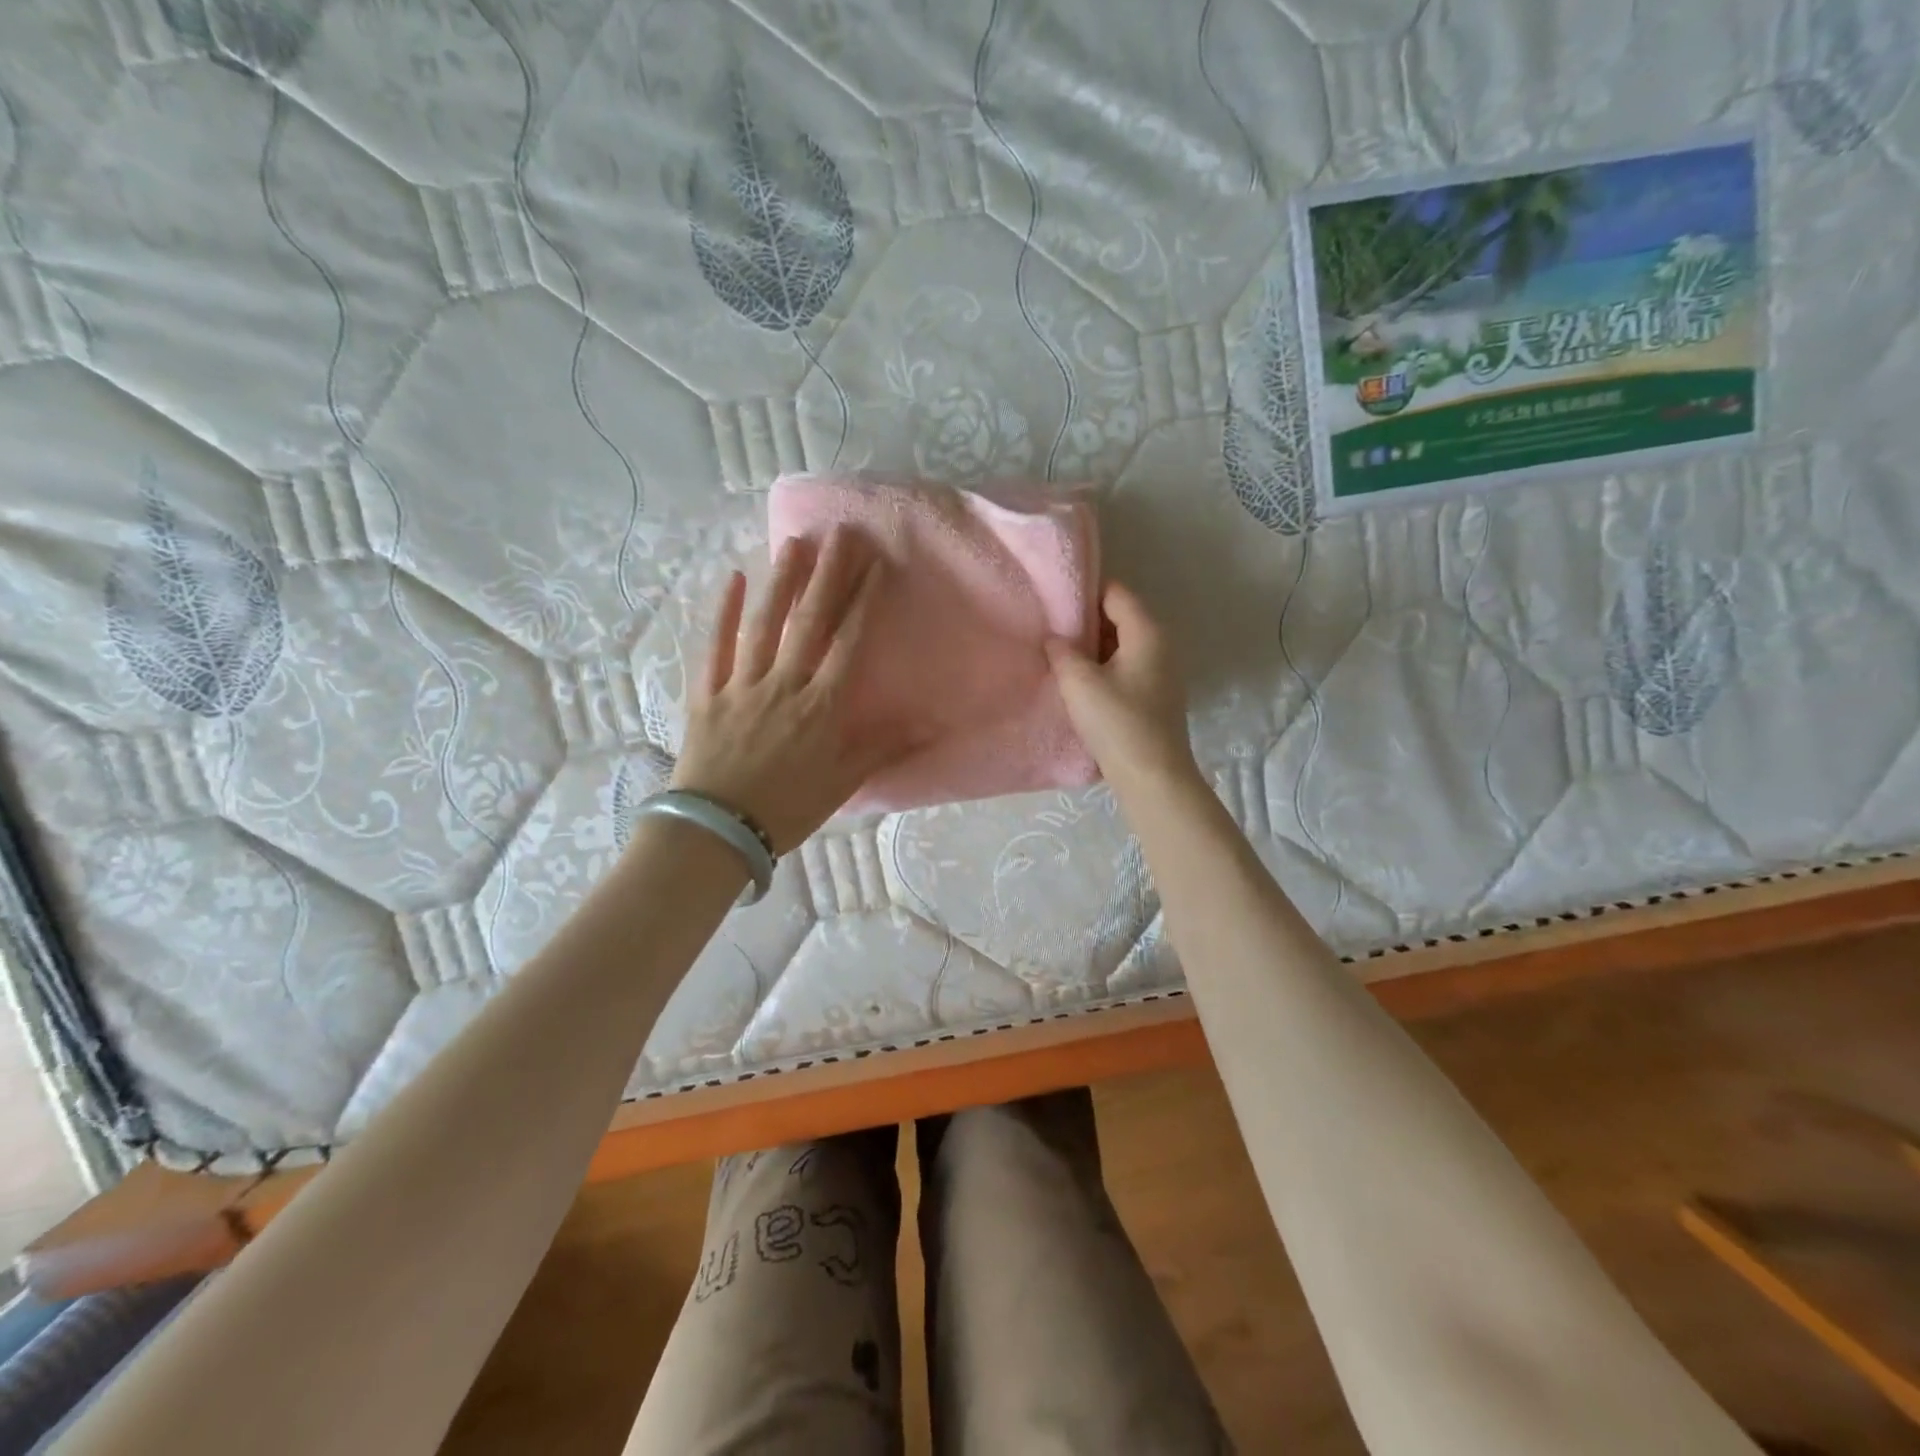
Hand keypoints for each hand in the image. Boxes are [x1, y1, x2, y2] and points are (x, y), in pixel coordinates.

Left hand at [671, 526, 900, 853]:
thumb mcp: (843, 783)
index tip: (875, 565)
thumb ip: (883, 748)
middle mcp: (784, 685)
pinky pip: (714, 646)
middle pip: (809, 622)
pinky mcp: (706, 693)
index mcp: (821, 707)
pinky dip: (723, 612)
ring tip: (795, 543)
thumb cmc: (787, 809)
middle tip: (841, 534)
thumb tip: (930, 723)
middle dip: (828, 575)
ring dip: (781, 581)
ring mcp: (741, 685)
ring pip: (763, 625)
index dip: (863, 602)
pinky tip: (733, 578)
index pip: (847, 643)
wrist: (718, 831)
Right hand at [1046, 581, 1197, 792]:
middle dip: (1086, 621)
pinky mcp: (1155, 695)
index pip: (1115, 592)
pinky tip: (1080, 682)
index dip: (1084, 592)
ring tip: (1060, 654)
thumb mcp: (1079, 682)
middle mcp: (1160, 644)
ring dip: (1093, 647)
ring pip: (1122, 644)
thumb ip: (1062, 652)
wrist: (1152, 776)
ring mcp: (1161, 671)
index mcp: (1147, 631)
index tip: (1054, 601)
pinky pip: (1126, 666)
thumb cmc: (1117, 722)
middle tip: (1051, 629)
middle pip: (1120, 616)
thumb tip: (1055, 638)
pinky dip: (1104, 666)